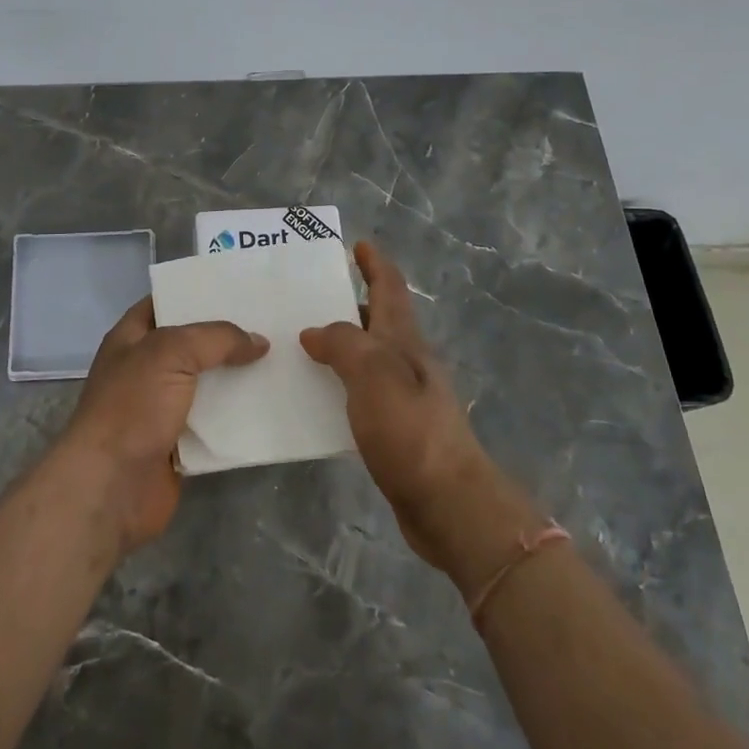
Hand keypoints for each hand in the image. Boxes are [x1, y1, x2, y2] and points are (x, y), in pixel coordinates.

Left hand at [59, 297, 268, 555]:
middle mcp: (146, 370)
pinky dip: (238, 417)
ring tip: (282, 361)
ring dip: (237, 378)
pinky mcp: (179, 444)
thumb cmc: (132, 407)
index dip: (196, 292)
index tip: (239, 288)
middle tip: (273, 323)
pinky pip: (214, 423)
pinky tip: (271, 405)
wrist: (111, 486)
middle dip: (227, 337)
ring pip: (207, 385)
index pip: (165, 304)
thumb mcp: (170, 353)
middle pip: (192, 345)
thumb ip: (216, 339)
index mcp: (132, 339)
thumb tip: (258, 341)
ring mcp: (161, 409)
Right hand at [300, 241, 498, 570]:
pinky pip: (360, 395)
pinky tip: (315, 398)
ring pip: (367, 359)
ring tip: (299, 345)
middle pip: (378, 321)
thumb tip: (314, 332)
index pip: (390, 289)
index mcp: (404, 341)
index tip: (357, 245)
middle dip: (349, 303)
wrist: (449, 503)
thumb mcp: (373, 374)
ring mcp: (405, 398)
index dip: (374, 265)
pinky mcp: (396, 431)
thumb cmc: (411, 430)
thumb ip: (343, 344)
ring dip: (340, 346)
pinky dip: (339, 386)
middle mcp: (407, 363)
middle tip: (308, 297)